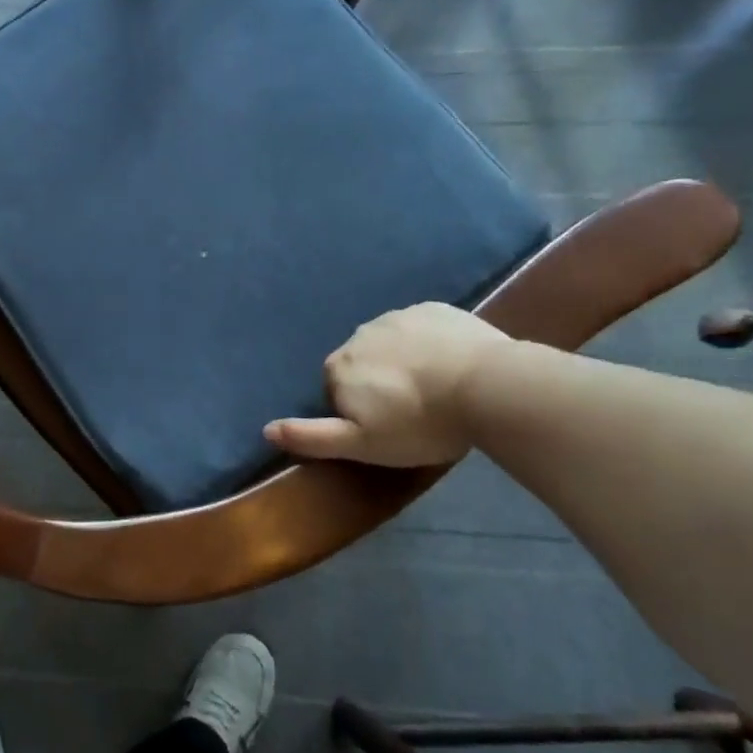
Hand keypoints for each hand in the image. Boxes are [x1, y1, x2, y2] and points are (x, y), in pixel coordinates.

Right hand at [264, 303, 508, 467]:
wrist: (487, 387)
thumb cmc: (420, 423)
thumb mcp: (361, 444)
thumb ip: (311, 437)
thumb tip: (265, 429)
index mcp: (338, 367)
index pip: (337, 389)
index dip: (360, 410)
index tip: (389, 427)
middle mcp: (358, 335)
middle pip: (362, 363)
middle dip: (379, 382)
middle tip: (415, 410)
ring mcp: (397, 316)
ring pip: (391, 343)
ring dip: (403, 361)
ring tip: (437, 387)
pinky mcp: (433, 308)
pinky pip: (421, 327)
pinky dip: (429, 343)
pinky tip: (452, 363)